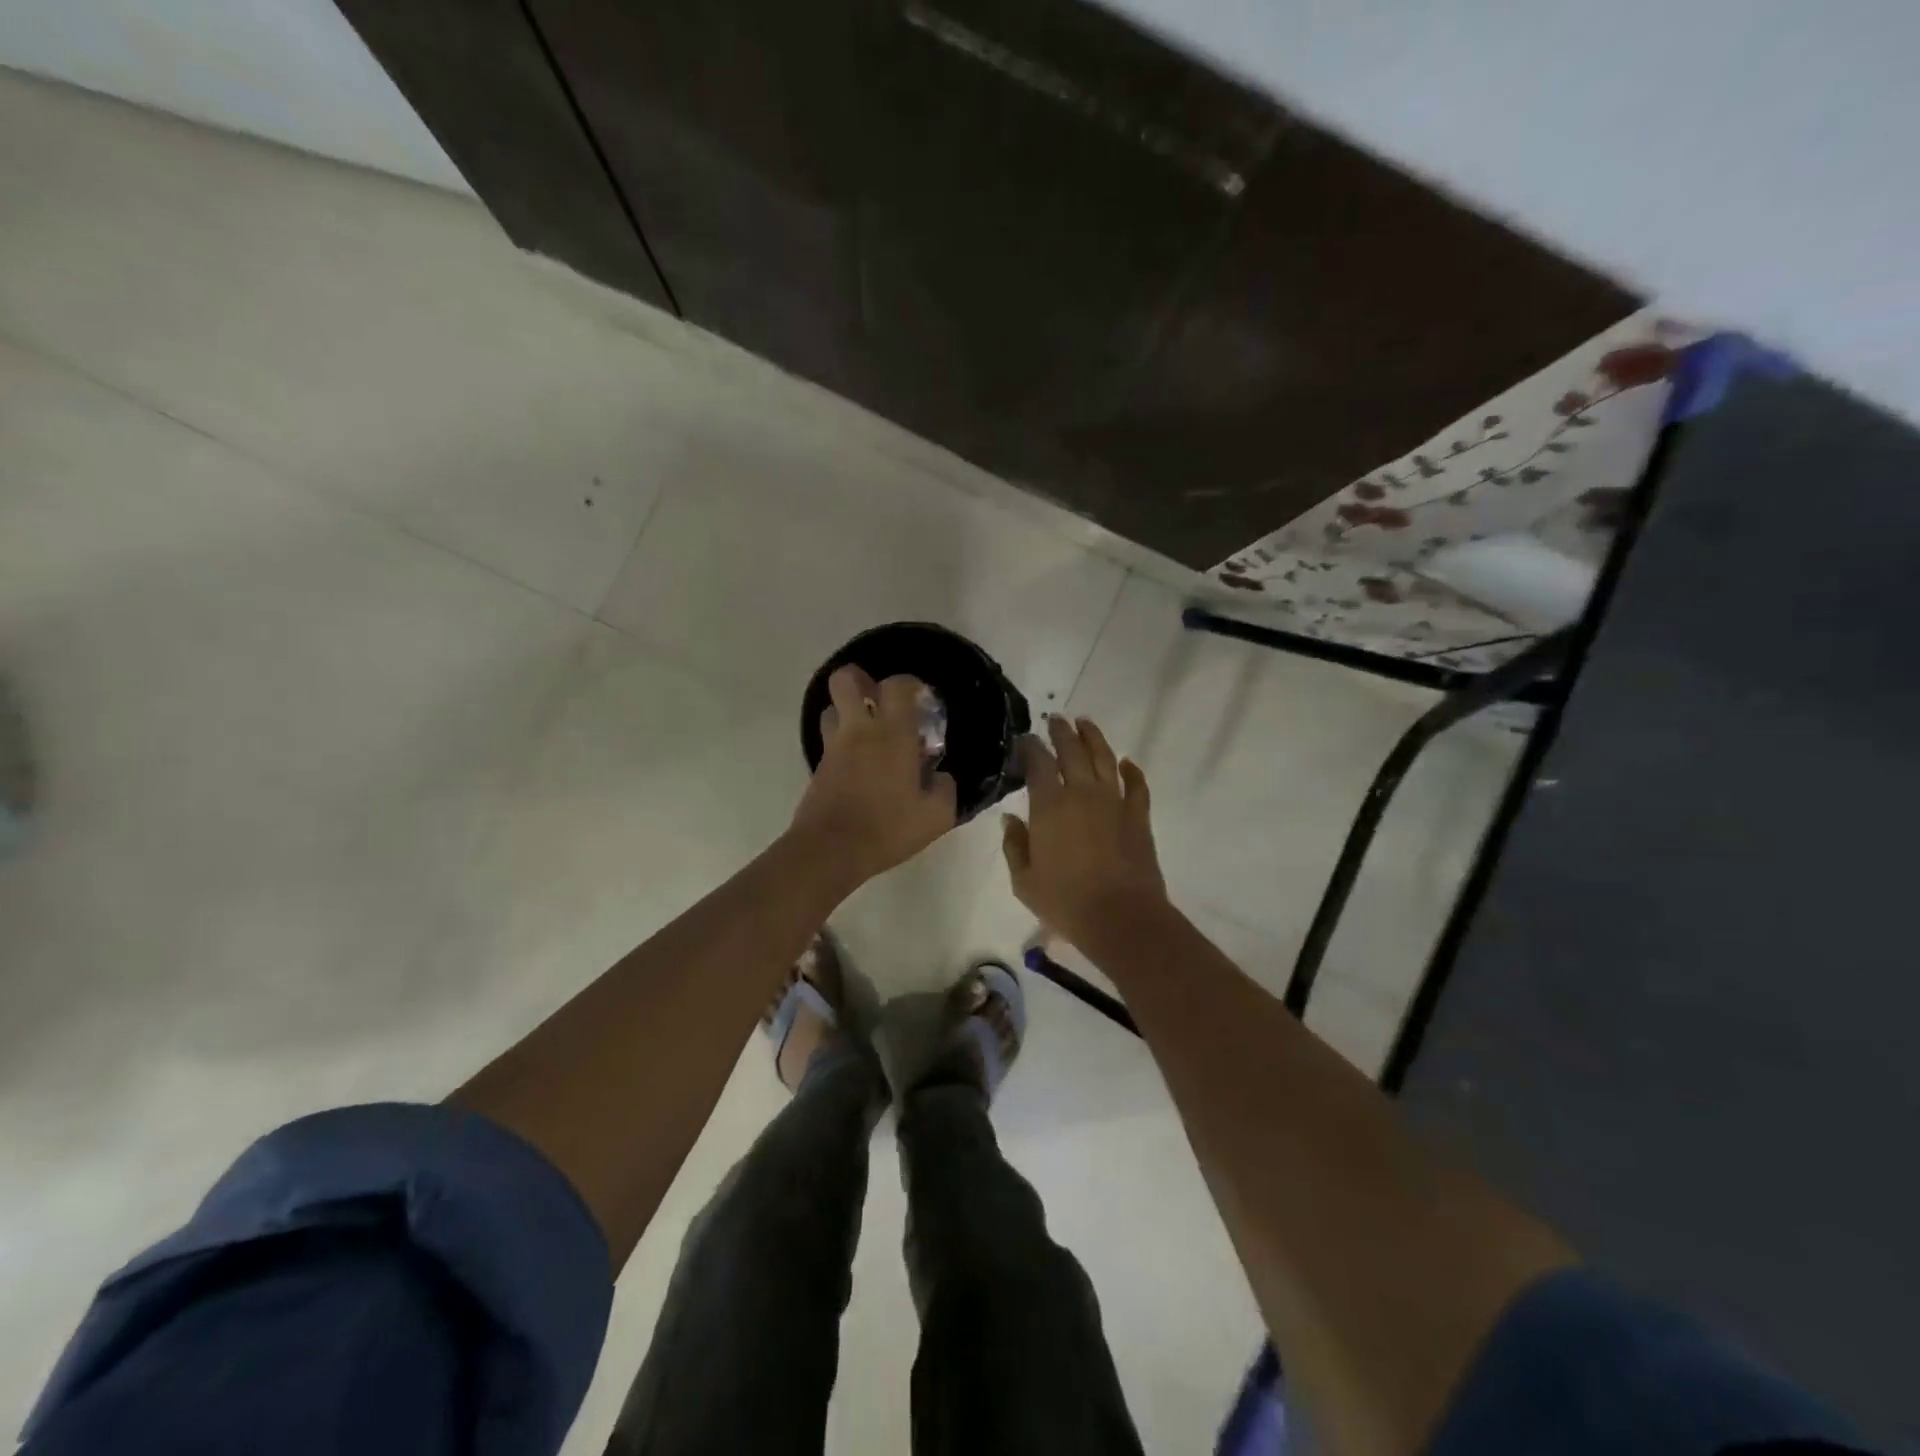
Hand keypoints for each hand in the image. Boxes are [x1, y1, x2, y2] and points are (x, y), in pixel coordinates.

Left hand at [789, 666, 957, 887]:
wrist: (830, 851)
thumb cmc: (887, 829)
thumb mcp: (935, 816)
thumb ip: (945, 789)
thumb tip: (941, 777)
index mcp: (893, 735)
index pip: (896, 685)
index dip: (909, 683)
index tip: (921, 698)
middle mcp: (859, 730)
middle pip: (846, 680)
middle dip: (861, 680)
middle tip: (879, 700)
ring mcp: (834, 746)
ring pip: (831, 707)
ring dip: (847, 711)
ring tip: (867, 731)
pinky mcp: (818, 765)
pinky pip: (828, 738)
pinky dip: (842, 740)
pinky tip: (858, 763)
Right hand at [1001, 716, 1167, 951]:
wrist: (1121, 917)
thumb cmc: (1066, 902)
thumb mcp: (1024, 880)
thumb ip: (1015, 845)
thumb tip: (1011, 819)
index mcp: (1049, 806)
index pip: (1038, 763)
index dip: (1031, 747)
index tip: (1026, 739)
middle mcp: (1082, 793)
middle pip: (1072, 751)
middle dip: (1062, 732)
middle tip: (1056, 719)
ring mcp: (1114, 801)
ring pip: (1104, 758)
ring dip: (1093, 738)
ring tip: (1085, 723)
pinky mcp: (1138, 815)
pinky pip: (1137, 784)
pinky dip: (1132, 770)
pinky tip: (1127, 762)